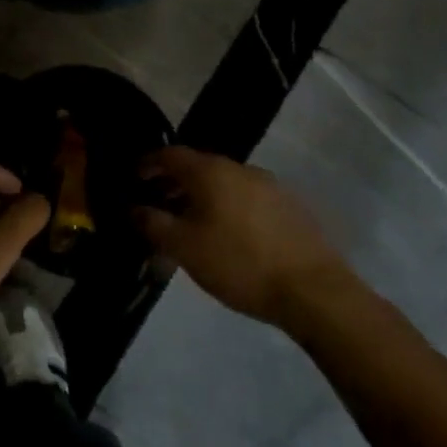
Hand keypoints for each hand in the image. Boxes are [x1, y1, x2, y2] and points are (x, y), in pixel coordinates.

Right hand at [134, 146, 351, 329]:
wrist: (315, 291)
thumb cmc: (240, 264)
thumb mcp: (185, 248)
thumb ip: (153, 224)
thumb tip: (131, 208)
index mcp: (210, 170)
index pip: (169, 154)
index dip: (147, 163)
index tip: (133, 178)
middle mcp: (239, 167)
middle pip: (197, 167)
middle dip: (174, 183)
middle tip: (158, 205)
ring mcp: (268, 185)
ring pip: (224, 183)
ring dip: (203, 197)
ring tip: (192, 224)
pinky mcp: (290, 207)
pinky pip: (246, 198)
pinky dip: (228, 207)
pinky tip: (229, 235)